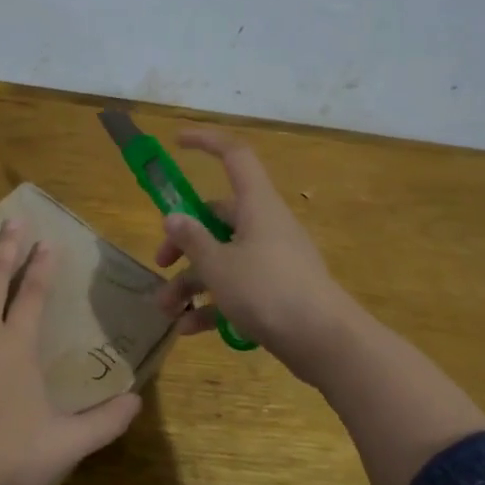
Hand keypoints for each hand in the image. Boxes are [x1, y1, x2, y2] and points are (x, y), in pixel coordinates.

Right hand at [153, 128, 359, 375]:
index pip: (234, 156)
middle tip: (160, 263)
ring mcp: (273, 260)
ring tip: (165, 310)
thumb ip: (192, 240)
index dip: (206, 143)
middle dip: (183, 242)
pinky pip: (238, 288)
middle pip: (216, 218)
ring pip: (223, 259)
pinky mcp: (277, 291)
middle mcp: (265, 226)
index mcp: (256, 206)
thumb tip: (173, 218)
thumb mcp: (219, 265)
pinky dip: (213, 305)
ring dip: (191, 282)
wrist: (325, 342)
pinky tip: (189, 329)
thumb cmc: (268, 291)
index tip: (177, 143)